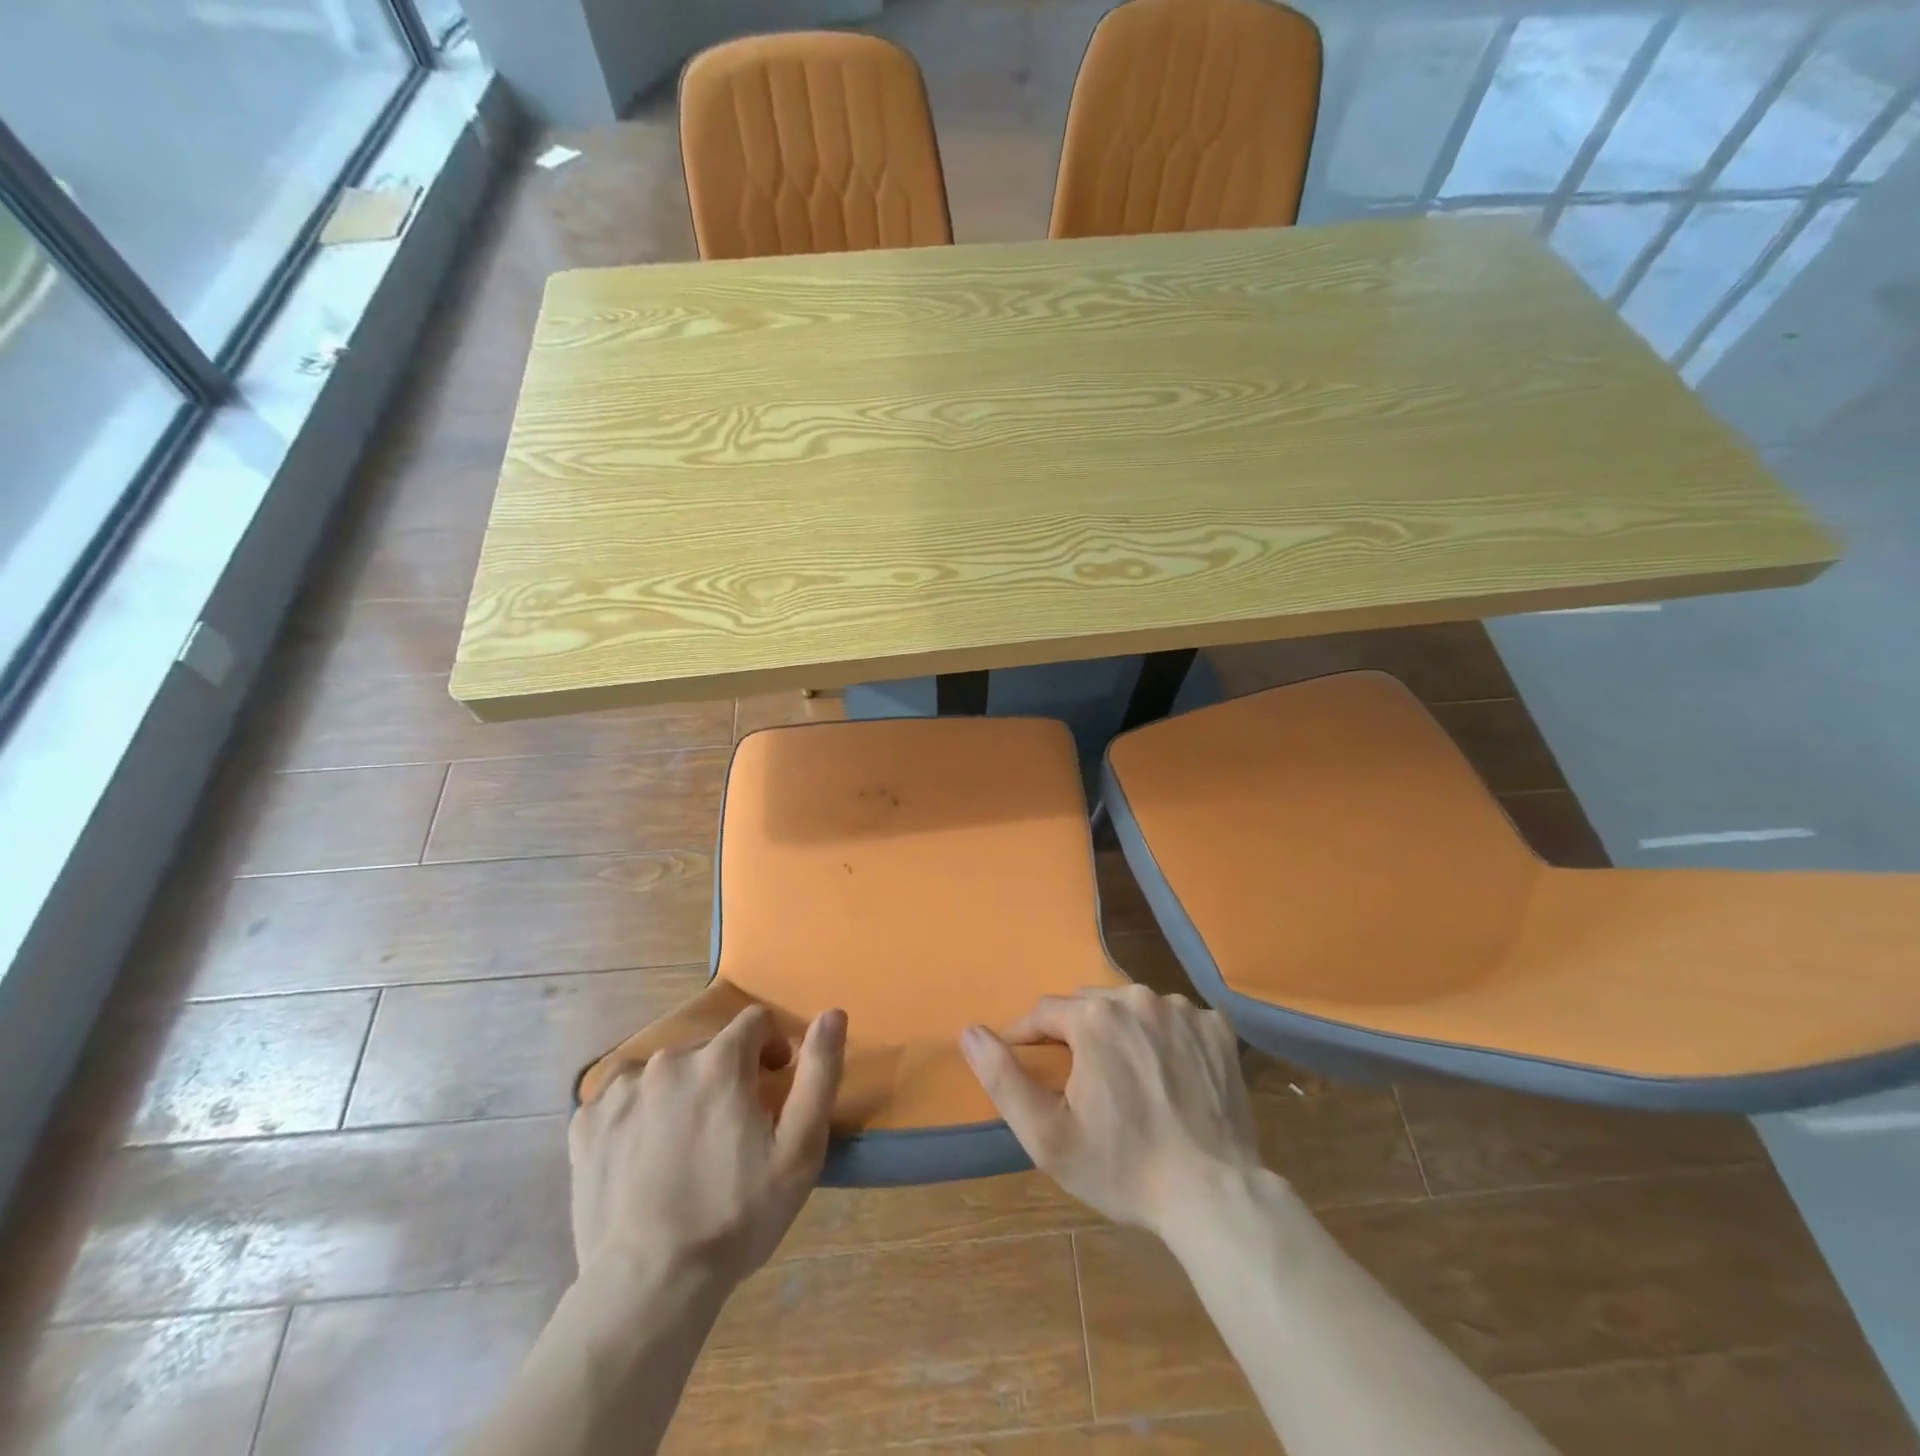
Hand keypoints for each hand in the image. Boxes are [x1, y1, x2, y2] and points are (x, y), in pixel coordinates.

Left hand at [568, 1005, 846, 1286]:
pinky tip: (644, 1154)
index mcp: (720, 1061)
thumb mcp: (800, 1149)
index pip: (755, 1022)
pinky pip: (622, 1097)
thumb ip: (819, 1072)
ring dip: (682, 1091)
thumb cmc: (736, 1215)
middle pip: (709, 1048)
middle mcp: (668, 1060)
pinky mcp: (586, 1122)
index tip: (772, 1088)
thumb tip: (832, 1013)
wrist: (648, 1286)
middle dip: (726, 1075)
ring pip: (665, 1072)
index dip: (771, 1049)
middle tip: (730, 1130)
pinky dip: (638, 1112)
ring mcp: (620, 1090)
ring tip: (685, 1146)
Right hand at [960, 986, 1257, 1237]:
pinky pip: (1175, 1019)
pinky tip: (1168, 1075)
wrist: (1213, 1196)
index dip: (1030, 1038)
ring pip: (1132, 1007)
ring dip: (1120, 1031)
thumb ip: (1002, 1077)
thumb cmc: (1122, 1168)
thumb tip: (969, 1031)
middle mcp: (1137, 997)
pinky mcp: (1217, 1028)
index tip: (1030, 1066)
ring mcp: (1183, 1010)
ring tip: (1124, 1078)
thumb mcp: (1047, 1135)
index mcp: (1093, 1016)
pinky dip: (1164, 1038)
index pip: (1044, 1013)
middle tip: (1080, 1081)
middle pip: (1089, 1004)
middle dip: (1076, 1034)